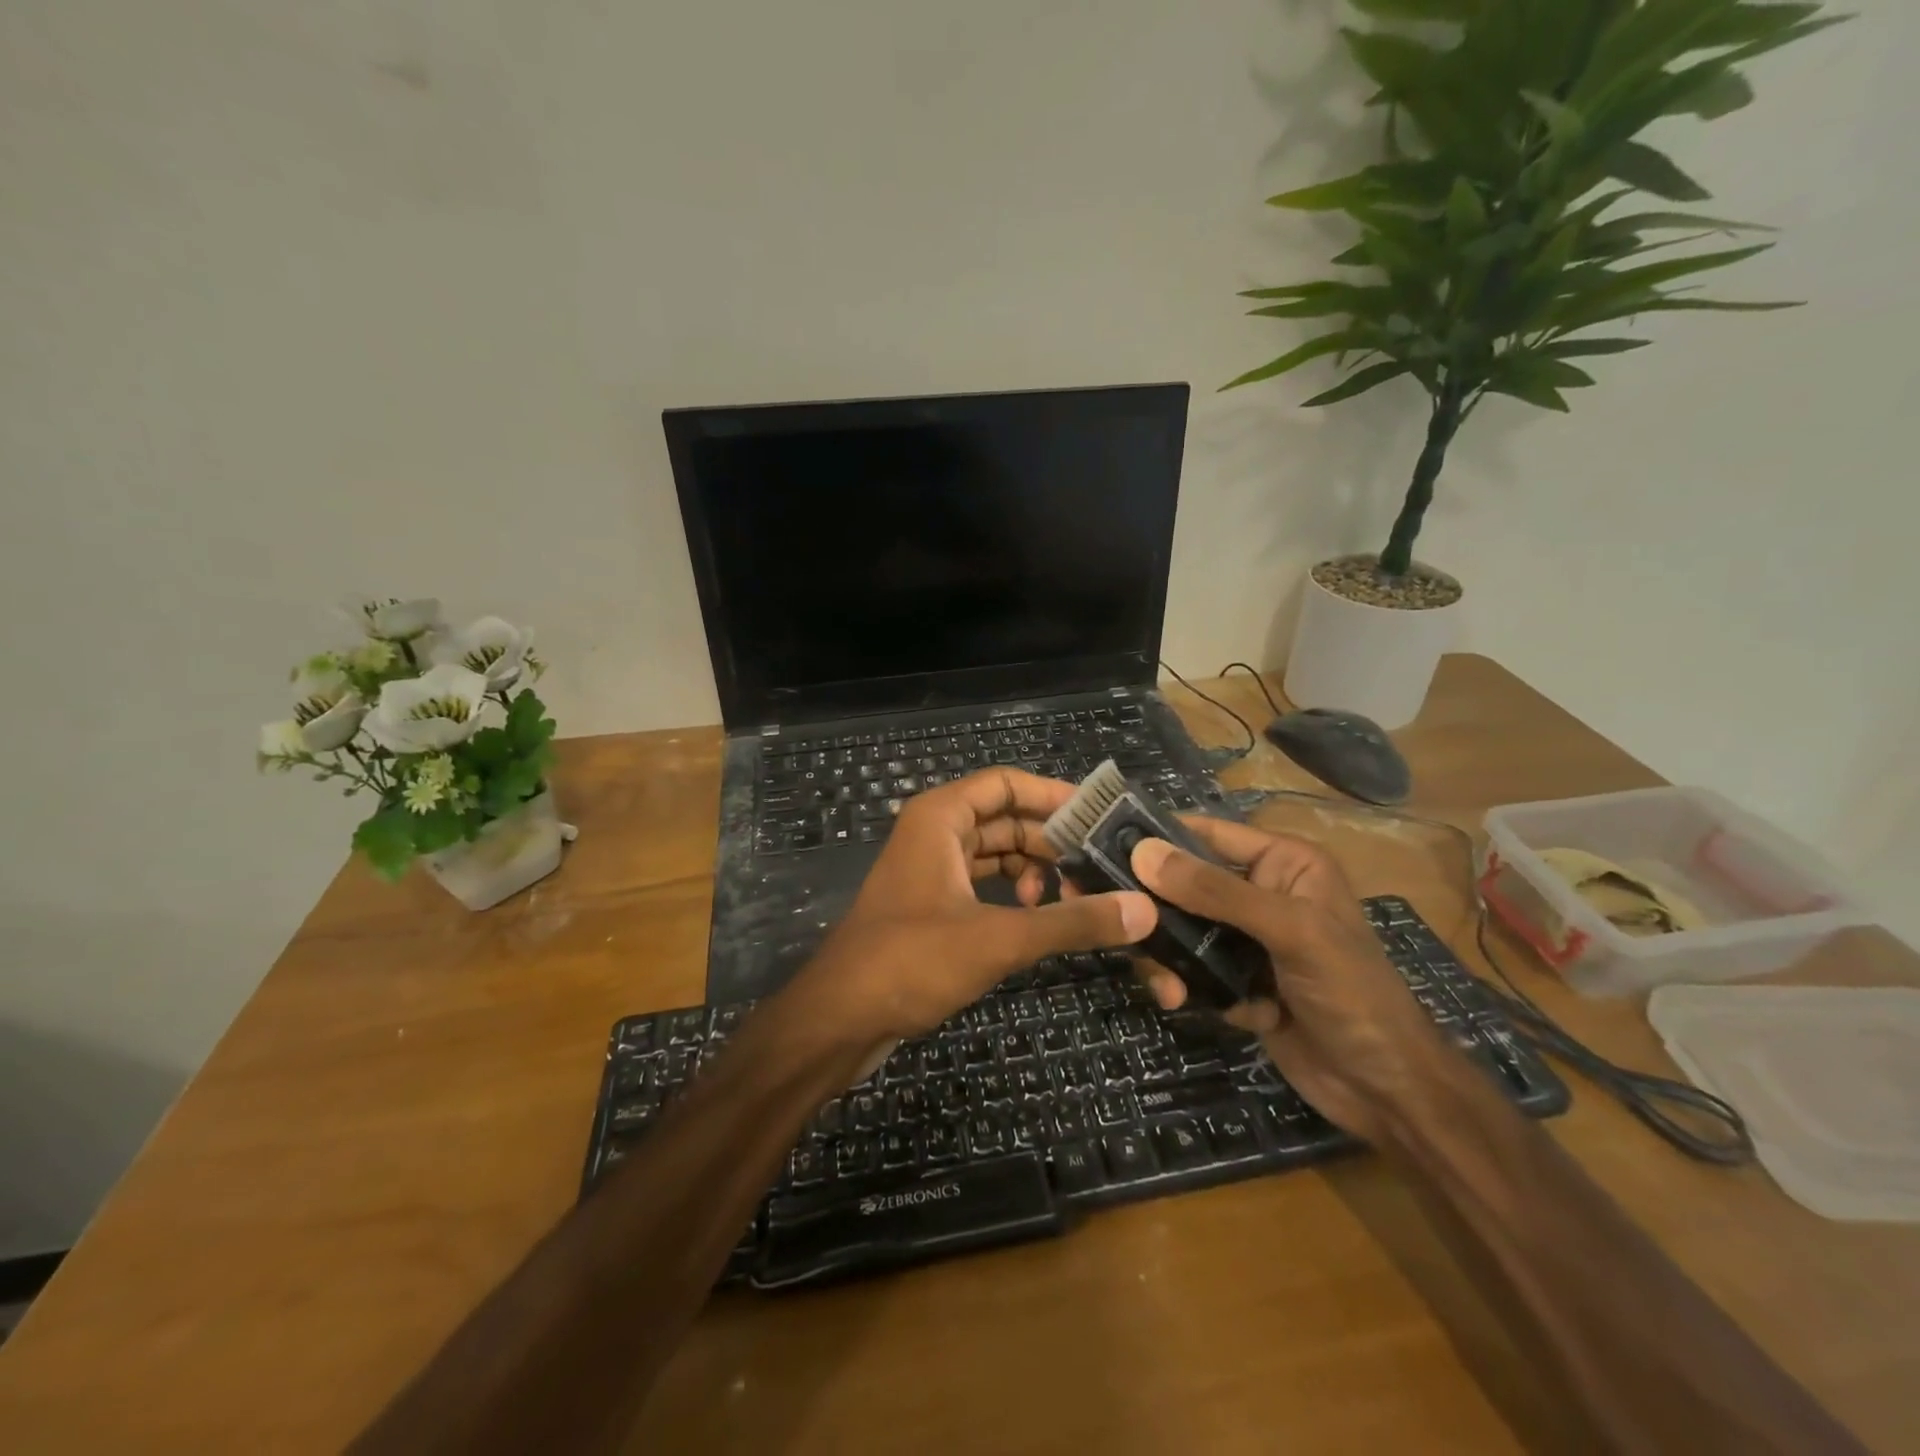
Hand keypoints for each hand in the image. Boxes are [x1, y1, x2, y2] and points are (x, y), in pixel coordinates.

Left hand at [783, 770, 1156, 1050]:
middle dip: (1051, 841)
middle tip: (1101, 867)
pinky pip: (982, 884)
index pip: (1007, 783)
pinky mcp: (930, 906)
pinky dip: (1012, 895)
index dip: (1054, 794)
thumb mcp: (998, 938)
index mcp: (940, 817)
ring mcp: (930, 870)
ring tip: (1073, 898)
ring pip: (995, 854)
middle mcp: (934, 833)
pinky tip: (1038, 918)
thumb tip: (1143, 910)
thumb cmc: (911, 960)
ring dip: (1033, 870)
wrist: (839, 1018)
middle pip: (1005, 819)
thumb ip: (1071, 921)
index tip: (1101, 816)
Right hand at [1128, 820, 1454, 1142]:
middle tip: (1119, 924)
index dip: (1159, 836)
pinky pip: (1189, 970)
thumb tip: (1142, 853)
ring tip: (1169, 989)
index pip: (1208, 834)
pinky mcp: (1234, 981)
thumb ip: (1216, 892)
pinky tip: (1188, 1007)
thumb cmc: (1352, 993)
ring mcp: (1245, 940)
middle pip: (1184, 884)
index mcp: (1283, 863)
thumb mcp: (1290, 932)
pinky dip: (1185, 987)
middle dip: (1154, 909)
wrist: (1387, 1092)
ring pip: (1180, 931)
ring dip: (1167, 957)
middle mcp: (1259, 893)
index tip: (1101, 844)